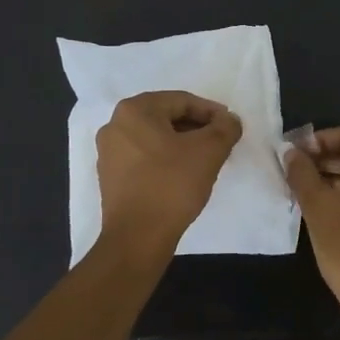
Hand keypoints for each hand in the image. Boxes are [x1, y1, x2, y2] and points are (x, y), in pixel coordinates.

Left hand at [96, 91, 242, 252]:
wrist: (137, 238)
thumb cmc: (172, 185)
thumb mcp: (209, 151)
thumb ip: (225, 128)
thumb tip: (229, 120)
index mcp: (134, 110)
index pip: (182, 101)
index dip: (211, 112)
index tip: (230, 127)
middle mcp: (115, 125)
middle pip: (166, 117)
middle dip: (196, 128)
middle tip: (220, 144)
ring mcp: (109, 152)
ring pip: (155, 138)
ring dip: (182, 145)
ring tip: (205, 161)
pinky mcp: (110, 177)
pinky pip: (144, 158)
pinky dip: (165, 160)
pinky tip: (183, 177)